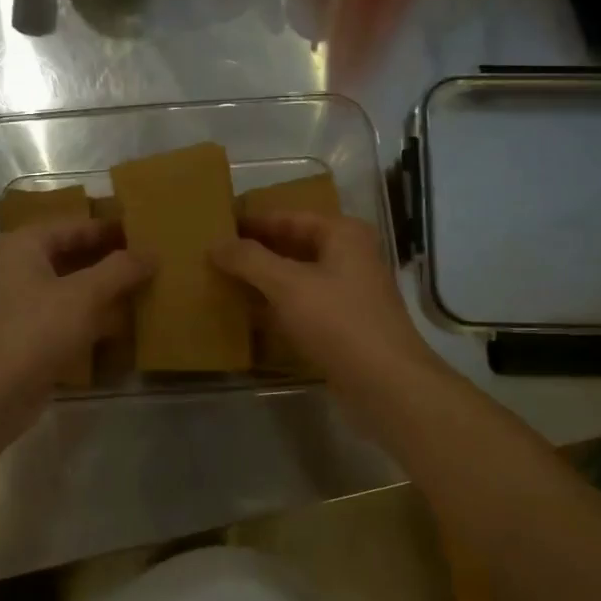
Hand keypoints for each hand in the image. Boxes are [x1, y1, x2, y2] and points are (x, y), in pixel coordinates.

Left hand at [0, 218, 150, 406]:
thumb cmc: (34, 332)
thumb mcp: (84, 295)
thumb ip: (120, 270)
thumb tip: (152, 252)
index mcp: (24, 245)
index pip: (76, 226)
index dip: (111, 230)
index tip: (147, 235)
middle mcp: (15, 268)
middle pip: (70, 256)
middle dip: (108, 262)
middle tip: (149, 264)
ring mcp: (16, 305)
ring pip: (67, 289)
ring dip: (101, 292)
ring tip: (141, 293)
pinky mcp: (22, 338)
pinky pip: (61, 318)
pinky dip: (87, 319)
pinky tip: (117, 328)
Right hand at [211, 212, 437, 392]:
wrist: (385, 384)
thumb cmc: (338, 322)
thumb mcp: (287, 284)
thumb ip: (249, 260)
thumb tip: (215, 243)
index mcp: (342, 234)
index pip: (287, 217)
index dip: (251, 221)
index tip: (216, 226)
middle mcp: (349, 256)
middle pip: (293, 245)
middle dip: (255, 251)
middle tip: (214, 255)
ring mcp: (348, 292)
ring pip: (296, 277)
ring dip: (263, 280)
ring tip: (223, 281)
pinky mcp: (343, 324)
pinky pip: (302, 305)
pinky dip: (276, 306)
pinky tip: (247, 314)